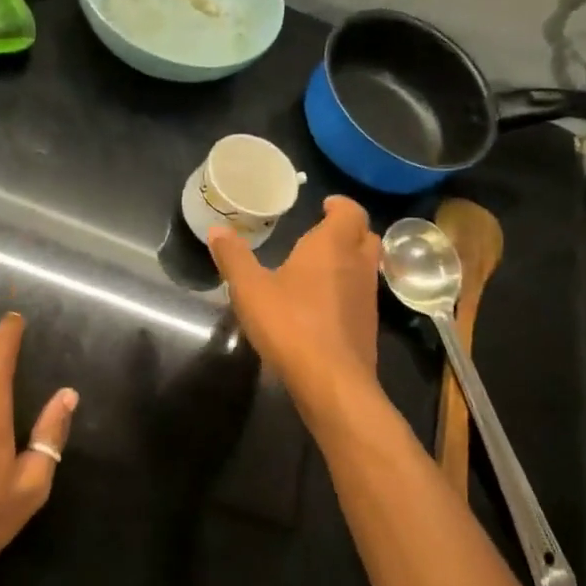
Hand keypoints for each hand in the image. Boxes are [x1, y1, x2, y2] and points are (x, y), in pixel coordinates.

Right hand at [208, 196, 380, 412]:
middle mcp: (358, 264)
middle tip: (323, 232)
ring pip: (367, 266)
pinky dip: (347, 288)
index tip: (325, 204)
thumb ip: (234, 258)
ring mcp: (367, 296)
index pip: (350, 211)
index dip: (340, 205)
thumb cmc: (290, 324)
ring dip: (350, 259)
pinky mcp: (368, 325)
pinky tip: (323, 303)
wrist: (332, 381)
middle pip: (365, 235)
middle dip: (347, 230)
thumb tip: (217, 230)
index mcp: (332, 245)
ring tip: (320, 266)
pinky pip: (361, 294)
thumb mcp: (250, 289)